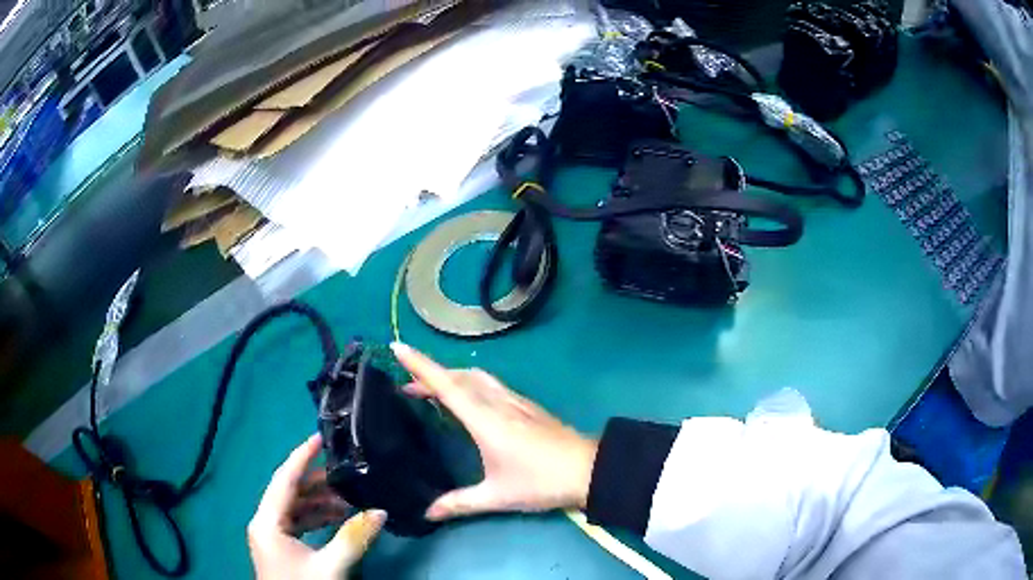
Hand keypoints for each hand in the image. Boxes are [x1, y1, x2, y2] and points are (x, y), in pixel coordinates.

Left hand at [248, 434, 385, 579]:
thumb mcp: (331, 567)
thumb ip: (354, 538)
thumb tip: (382, 510)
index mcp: (267, 521)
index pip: (284, 479)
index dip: (302, 456)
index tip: (322, 437)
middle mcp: (264, 522)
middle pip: (290, 492)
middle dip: (318, 482)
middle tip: (347, 473)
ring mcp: (271, 535)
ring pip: (295, 508)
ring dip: (320, 502)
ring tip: (350, 498)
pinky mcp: (280, 546)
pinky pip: (298, 523)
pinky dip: (317, 518)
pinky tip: (338, 518)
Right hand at [391, 342, 597, 520]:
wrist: (588, 469)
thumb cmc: (540, 482)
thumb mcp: (497, 496)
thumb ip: (460, 503)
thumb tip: (427, 513)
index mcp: (485, 420)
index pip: (446, 386)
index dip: (420, 366)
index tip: (398, 348)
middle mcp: (498, 403)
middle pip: (459, 377)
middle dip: (431, 374)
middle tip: (407, 385)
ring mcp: (516, 401)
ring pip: (477, 378)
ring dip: (452, 377)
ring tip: (433, 391)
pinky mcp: (528, 406)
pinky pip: (491, 385)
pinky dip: (471, 384)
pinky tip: (470, 400)